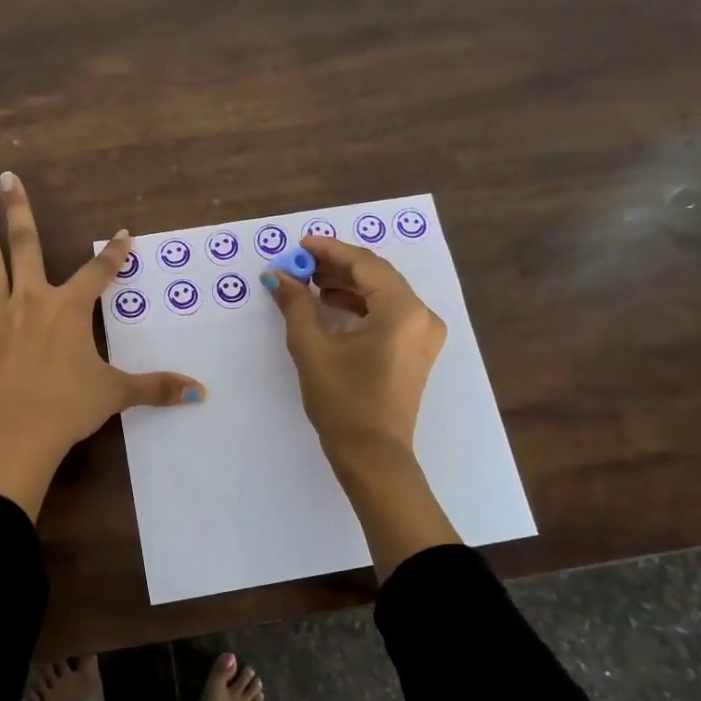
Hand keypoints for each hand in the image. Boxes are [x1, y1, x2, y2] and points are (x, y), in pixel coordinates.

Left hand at [0, 173, 204, 518]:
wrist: (18, 433)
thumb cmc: (69, 407)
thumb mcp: (117, 393)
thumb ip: (157, 387)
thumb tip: (201, 391)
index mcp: (69, 309)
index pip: (99, 272)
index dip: (114, 253)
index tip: (123, 234)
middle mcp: (33, 301)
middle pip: (27, 245)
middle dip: (19, 209)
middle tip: (6, 176)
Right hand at [263, 236, 446, 471]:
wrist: (372, 455)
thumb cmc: (342, 400)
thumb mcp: (312, 347)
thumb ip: (296, 304)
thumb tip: (277, 275)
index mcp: (403, 310)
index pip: (364, 264)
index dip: (329, 250)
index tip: (299, 245)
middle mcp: (422, 316)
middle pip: (376, 276)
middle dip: (336, 267)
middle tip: (299, 264)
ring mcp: (423, 334)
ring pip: (382, 294)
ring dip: (346, 285)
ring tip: (309, 283)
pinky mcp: (416, 350)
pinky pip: (388, 314)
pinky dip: (359, 306)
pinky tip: (329, 306)